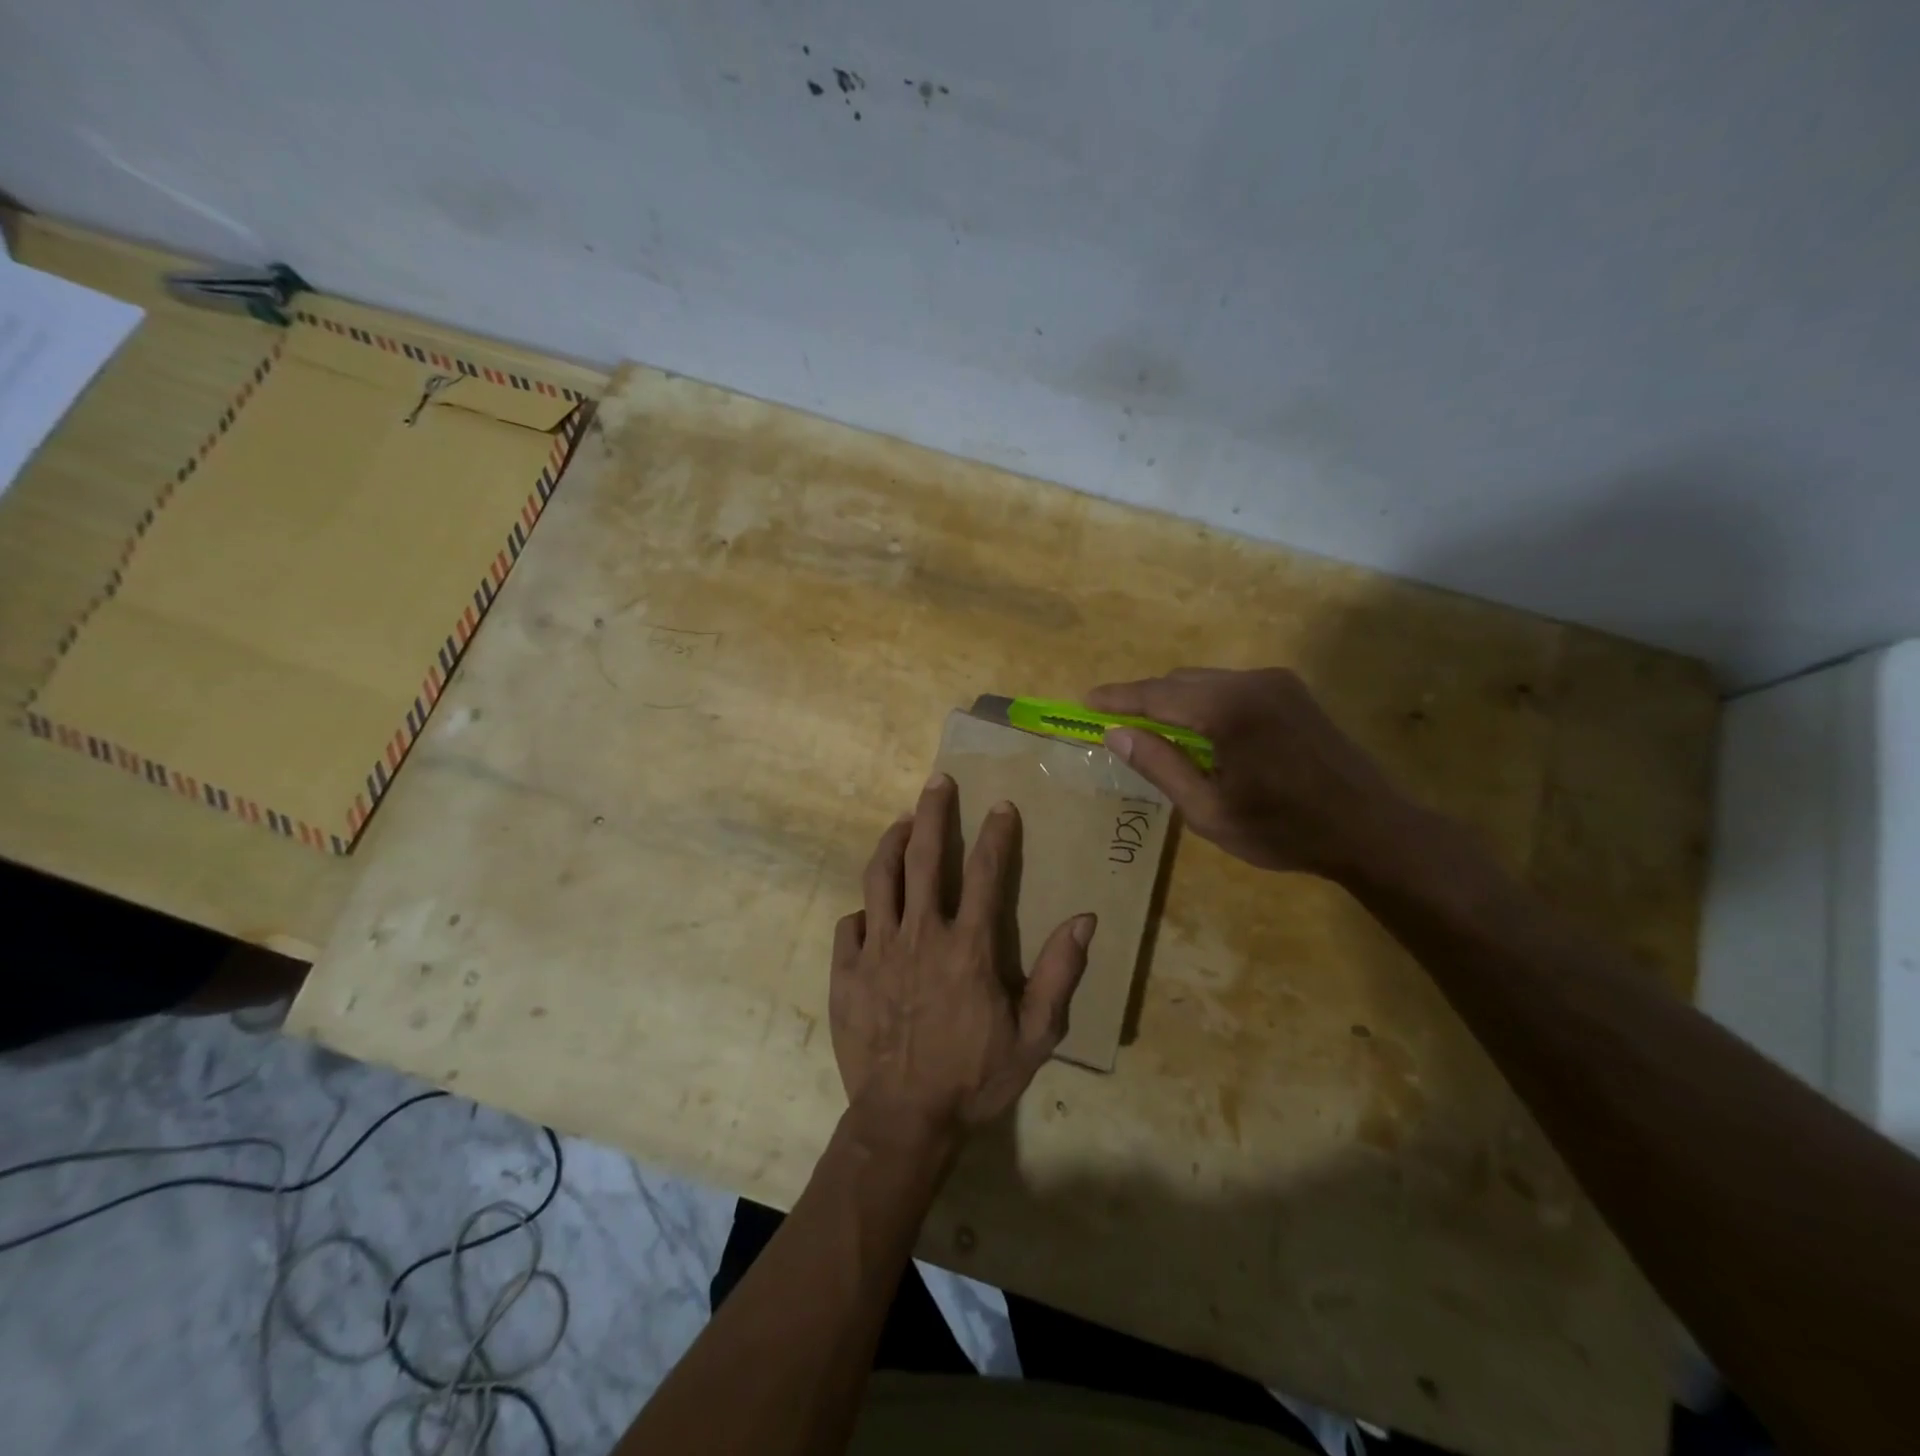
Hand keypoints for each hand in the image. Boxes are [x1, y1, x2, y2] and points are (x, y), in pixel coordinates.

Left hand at [830, 773, 1095, 1145]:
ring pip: (879, 878)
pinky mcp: (846, 971)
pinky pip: (850, 924)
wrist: (904, 1120)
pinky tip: (870, 908)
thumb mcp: (1034, 1036)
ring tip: (901, 821)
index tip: (1000, 805)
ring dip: (891, 842)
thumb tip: (1083, 919)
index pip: (985, 872)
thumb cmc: (974, 1078)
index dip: (996, 834)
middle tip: (937, 782)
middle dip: (932, 812)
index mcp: (967, 946)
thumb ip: (1059, 974)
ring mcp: (877, 950)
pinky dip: (862, 910)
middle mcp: (920, 934)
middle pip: (923, 857)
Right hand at [1087, 667, 1414, 878]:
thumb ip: (1160, 766)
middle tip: (1115, 724)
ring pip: (1205, 681)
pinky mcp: (1292, 692)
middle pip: (1180, 681)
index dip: (1118, 698)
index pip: (1157, 695)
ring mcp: (1276, 683)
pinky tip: (1200, 733)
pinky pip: (1231, 686)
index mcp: (1228, 710)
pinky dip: (1204, 702)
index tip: (1085, 701)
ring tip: (1154, 732)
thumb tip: (1116, 733)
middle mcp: (1251, 682)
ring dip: (1175, 701)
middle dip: (1144, 699)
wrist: (1371, 829)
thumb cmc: (1284, 830)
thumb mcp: (1209, 810)